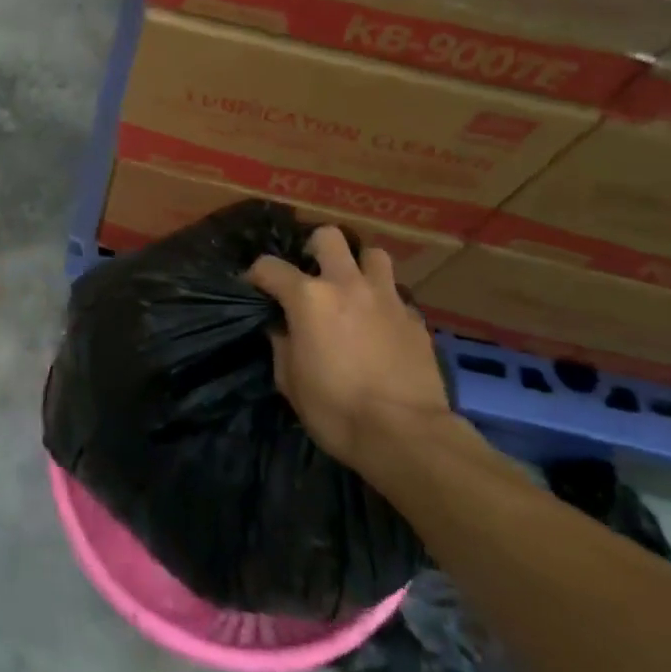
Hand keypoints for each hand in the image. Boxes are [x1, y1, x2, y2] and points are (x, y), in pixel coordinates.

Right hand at [246, 227, 450, 461]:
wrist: (405, 435)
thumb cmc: (335, 410)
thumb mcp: (289, 381)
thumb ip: (282, 344)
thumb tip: (282, 327)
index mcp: (308, 298)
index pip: (269, 266)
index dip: (257, 275)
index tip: (255, 288)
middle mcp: (347, 285)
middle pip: (329, 236)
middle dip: (315, 248)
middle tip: (312, 273)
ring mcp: (386, 298)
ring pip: (373, 254)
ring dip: (359, 266)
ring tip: (353, 289)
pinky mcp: (415, 318)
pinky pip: (396, 295)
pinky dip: (384, 303)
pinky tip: (380, 325)